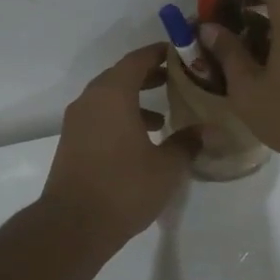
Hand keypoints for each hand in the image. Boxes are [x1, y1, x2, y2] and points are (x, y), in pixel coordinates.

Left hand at [42, 44, 198, 246]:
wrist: (73, 225)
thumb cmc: (124, 188)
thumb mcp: (167, 167)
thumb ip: (188, 143)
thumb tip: (207, 130)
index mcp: (113, 94)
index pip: (137, 60)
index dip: (159, 53)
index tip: (180, 54)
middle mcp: (91, 100)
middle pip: (121, 76)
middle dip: (149, 76)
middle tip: (177, 80)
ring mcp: (77, 122)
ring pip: (108, 98)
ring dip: (134, 100)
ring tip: (163, 117)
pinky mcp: (72, 142)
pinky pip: (99, 117)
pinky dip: (120, 117)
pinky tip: (141, 141)